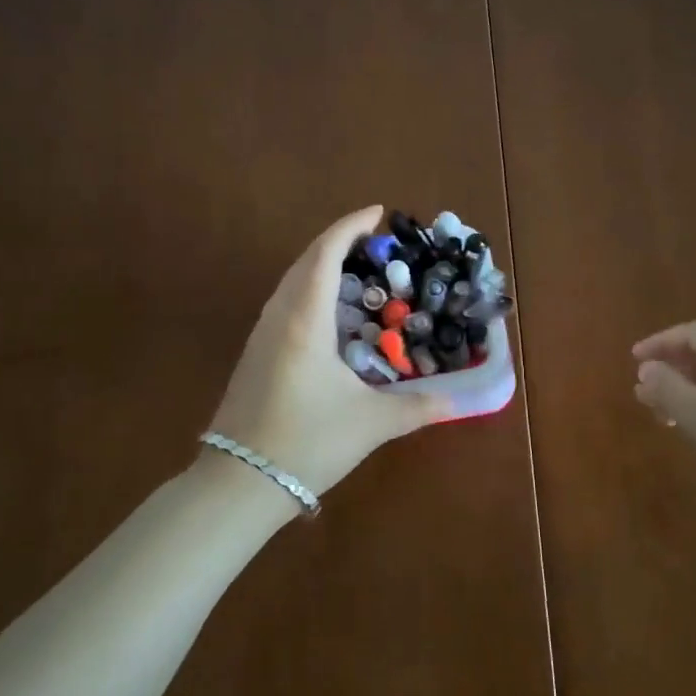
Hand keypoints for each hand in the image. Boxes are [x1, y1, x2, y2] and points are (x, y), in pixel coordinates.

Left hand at [209, 206, 446, 496]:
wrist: (238, 483)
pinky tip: (329, 312)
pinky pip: (285, 302)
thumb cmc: (307, 442)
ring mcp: (261, 334)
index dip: (350, 226)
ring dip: (321, 264)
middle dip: (339, 241)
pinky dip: (310, 289)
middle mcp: (279, 315)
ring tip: (357, 269)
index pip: (326, 254)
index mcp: (305, 319)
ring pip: (292, 280)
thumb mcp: (370, 423)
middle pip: (306, 260)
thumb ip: (417, 407)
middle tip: (375, 241)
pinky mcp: (255, 353)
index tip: (377, 212)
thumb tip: (456, 402)